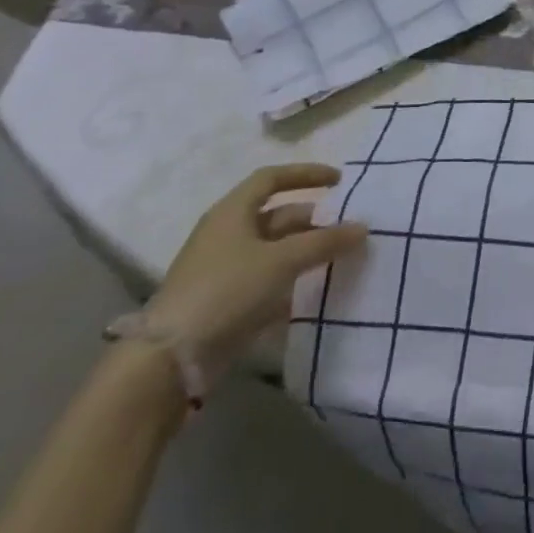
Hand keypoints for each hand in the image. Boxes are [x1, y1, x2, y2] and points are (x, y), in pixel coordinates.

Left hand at [143, 164, 369, 384]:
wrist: (170, 358)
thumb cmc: (227, 290)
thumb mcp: (282, 260)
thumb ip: (325, 242)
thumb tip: (363, 227)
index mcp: (232, 212)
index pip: (271, 178)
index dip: (305, 174)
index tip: (339, 180)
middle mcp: (227, 234)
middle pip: (278, 215)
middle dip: (315, 219)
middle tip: (349, 226)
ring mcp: (225, 269)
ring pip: (275, 248)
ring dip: (307, 249)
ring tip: (341, 256)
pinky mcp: (227, 300)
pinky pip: (269, 278)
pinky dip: (294, 277)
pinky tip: (318, 287)